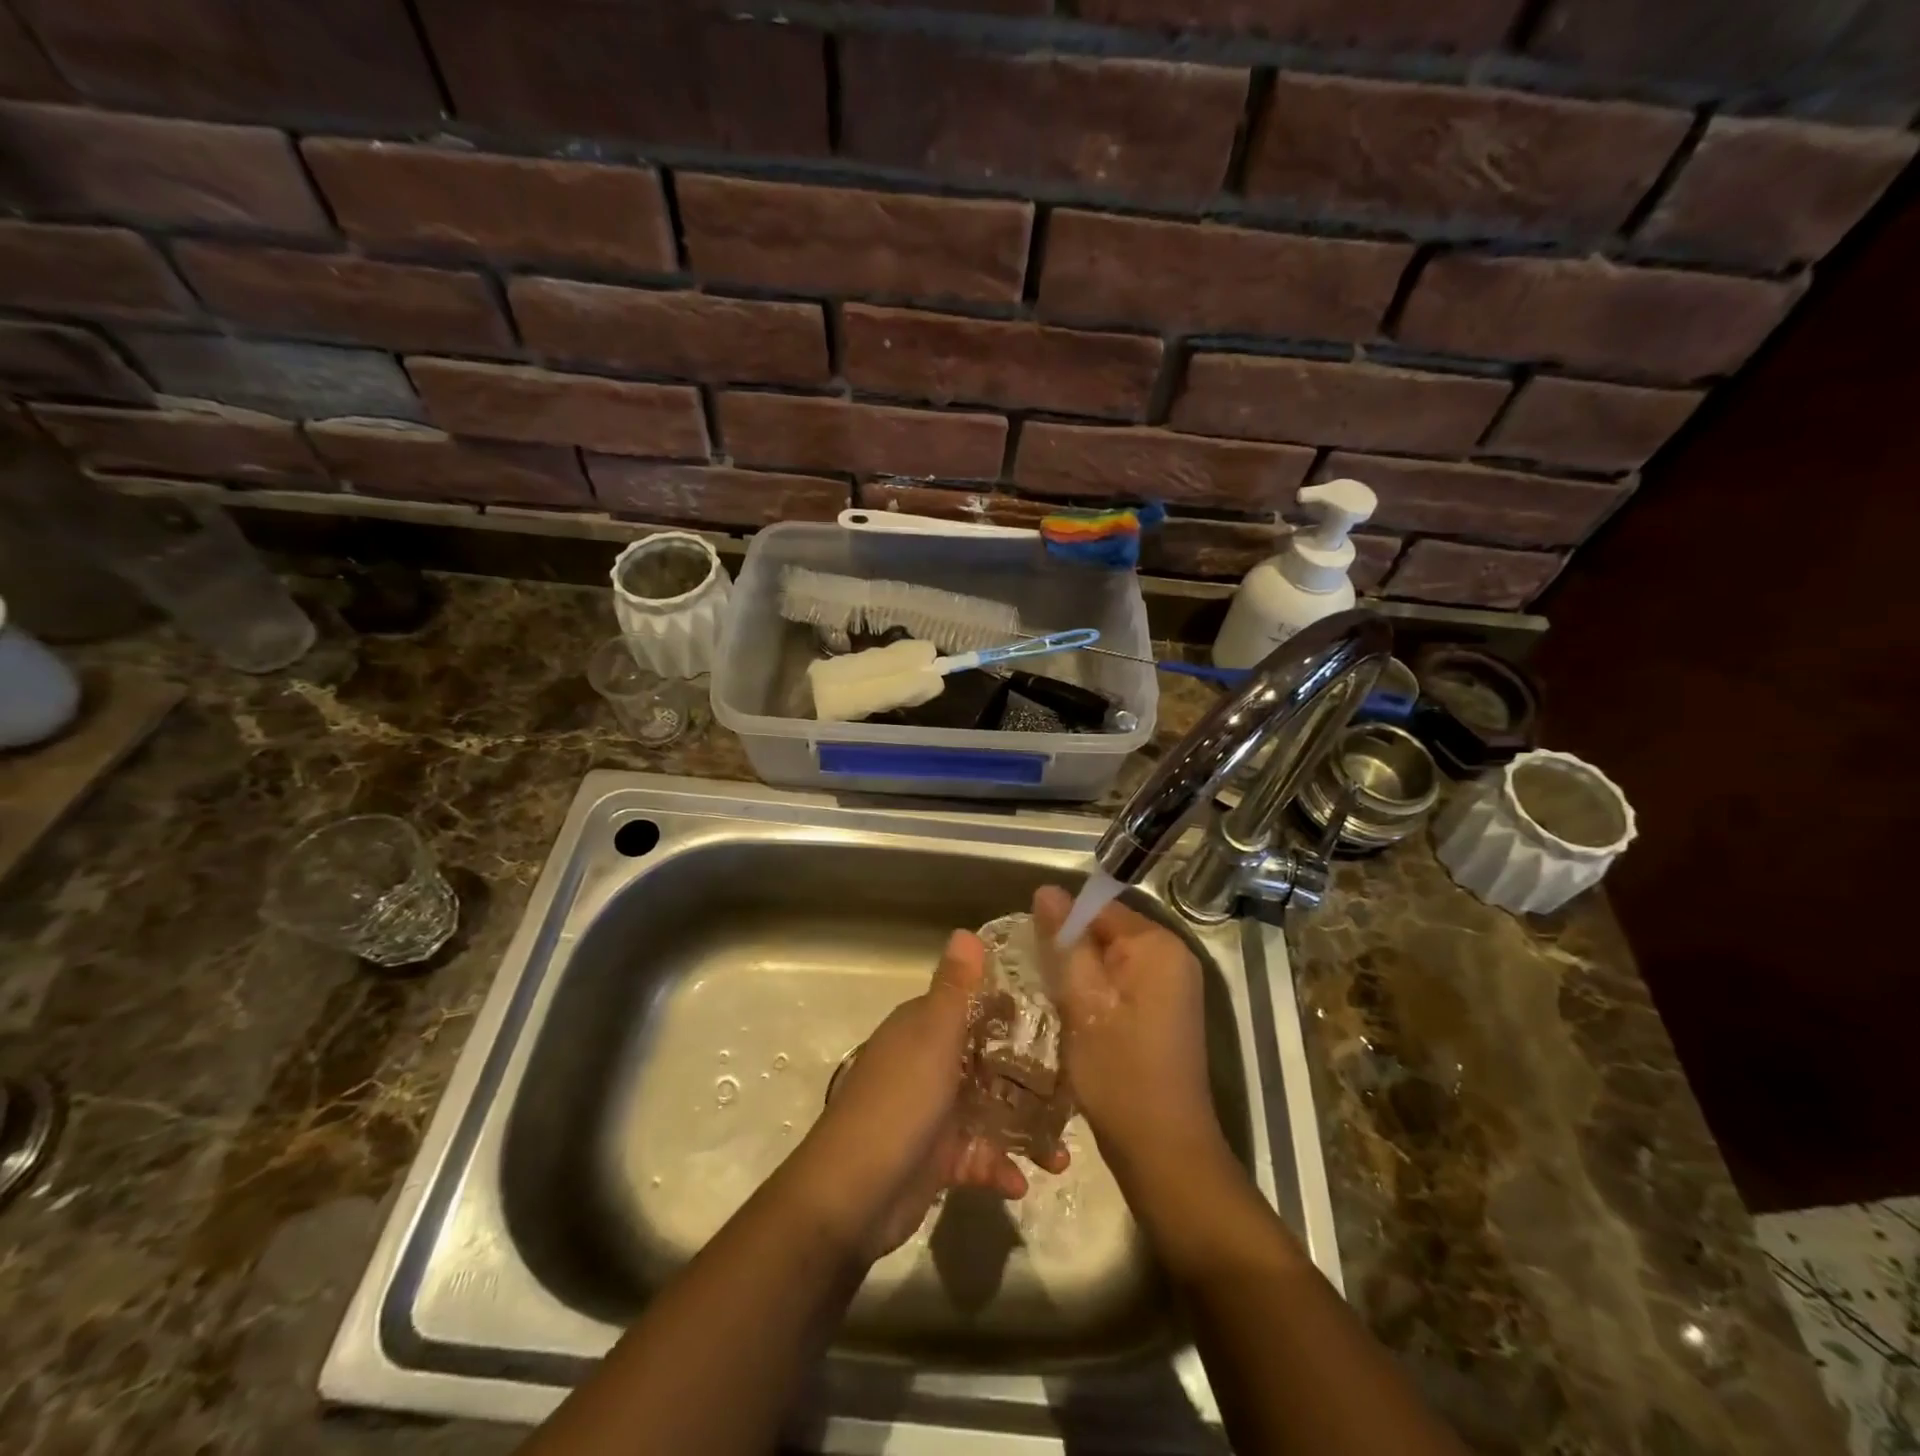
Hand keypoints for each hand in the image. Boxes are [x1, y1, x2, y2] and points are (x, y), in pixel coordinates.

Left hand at [790, 930, 1046, 1261]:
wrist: (851, 1195)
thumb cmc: (899, 1104)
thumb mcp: (932, 1038)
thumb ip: (954, 989)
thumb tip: (966, 931)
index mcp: (924, 1029)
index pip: (973, 1007)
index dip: (1011, 1009)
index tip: (1058, 1016)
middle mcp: (928, 1064)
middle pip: (988, 1061)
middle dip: (1029, 1076)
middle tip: (1075, 1088)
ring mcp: (932, 1113)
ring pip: (989, 1111)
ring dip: (1024, 1129)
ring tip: (1061, 1154)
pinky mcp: (936, 1159)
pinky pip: (978, 1156)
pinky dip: (1000, 1167)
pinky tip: (1022, 1183)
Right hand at [1031, 886, 1227, 1181]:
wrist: (1164, 1150)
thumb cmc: (1119, 1074)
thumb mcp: (1081, 1003)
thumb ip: (1065, 942)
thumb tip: (1047, 891)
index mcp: (1157, 945)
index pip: (1099, 907)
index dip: (1062, 923)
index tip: (1032, 950)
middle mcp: (1173, 956)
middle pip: (1107, 930)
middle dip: (1071, 949)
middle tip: (1038, 978)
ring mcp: (1173, 985)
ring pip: (1111, 958)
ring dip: (1081, 973)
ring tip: (1052, 998)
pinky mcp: (1166, 1010)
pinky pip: (1123, 981)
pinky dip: (1098, 992)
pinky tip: (1076, 1017)